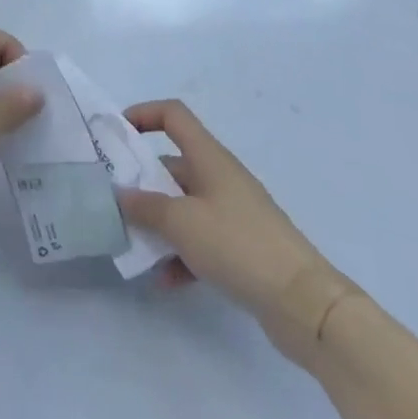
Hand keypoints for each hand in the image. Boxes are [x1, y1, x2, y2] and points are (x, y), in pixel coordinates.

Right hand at [117, 100, 350, 365]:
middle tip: (113, 201)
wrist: (304, 304)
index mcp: (209, 158)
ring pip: (183, 207)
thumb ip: (145, 206)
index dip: (144, 114)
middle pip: (172, 165)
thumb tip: (119, 195)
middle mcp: (220, 178)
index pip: (173, 115)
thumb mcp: (182, 222)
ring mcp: (233, 213)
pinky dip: (181, 255)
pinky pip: (201, 241)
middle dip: (142, 182)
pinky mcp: (242, 247)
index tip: (117, 135)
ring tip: (134, 246)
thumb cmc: (238, 244)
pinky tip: (165, 281)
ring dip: (158, 224)